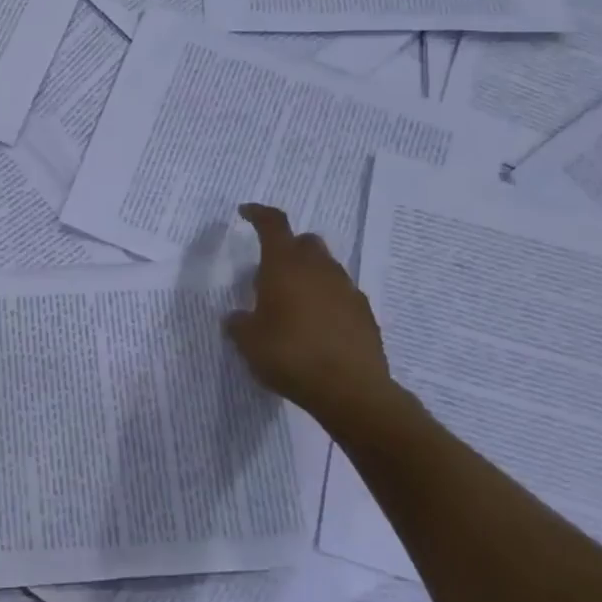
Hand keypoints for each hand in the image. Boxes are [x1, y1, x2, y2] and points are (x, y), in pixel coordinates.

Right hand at [223, 203, 392, 421]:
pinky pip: (341, 295)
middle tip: (270, 269)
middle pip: (305, 242)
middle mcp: (318, 269)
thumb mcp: (247, 341)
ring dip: (309, 275)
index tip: (246, 213)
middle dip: (288, 247)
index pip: (273, 224)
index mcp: (284, 266)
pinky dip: (327, 300)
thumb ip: (239, 323)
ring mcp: (346, 290)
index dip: (258, 214)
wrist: (349, 389)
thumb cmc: (288, 355)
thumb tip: (237, 317)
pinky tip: (317, 325)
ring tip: (292, 302)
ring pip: (326, 268)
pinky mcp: (364, 314)